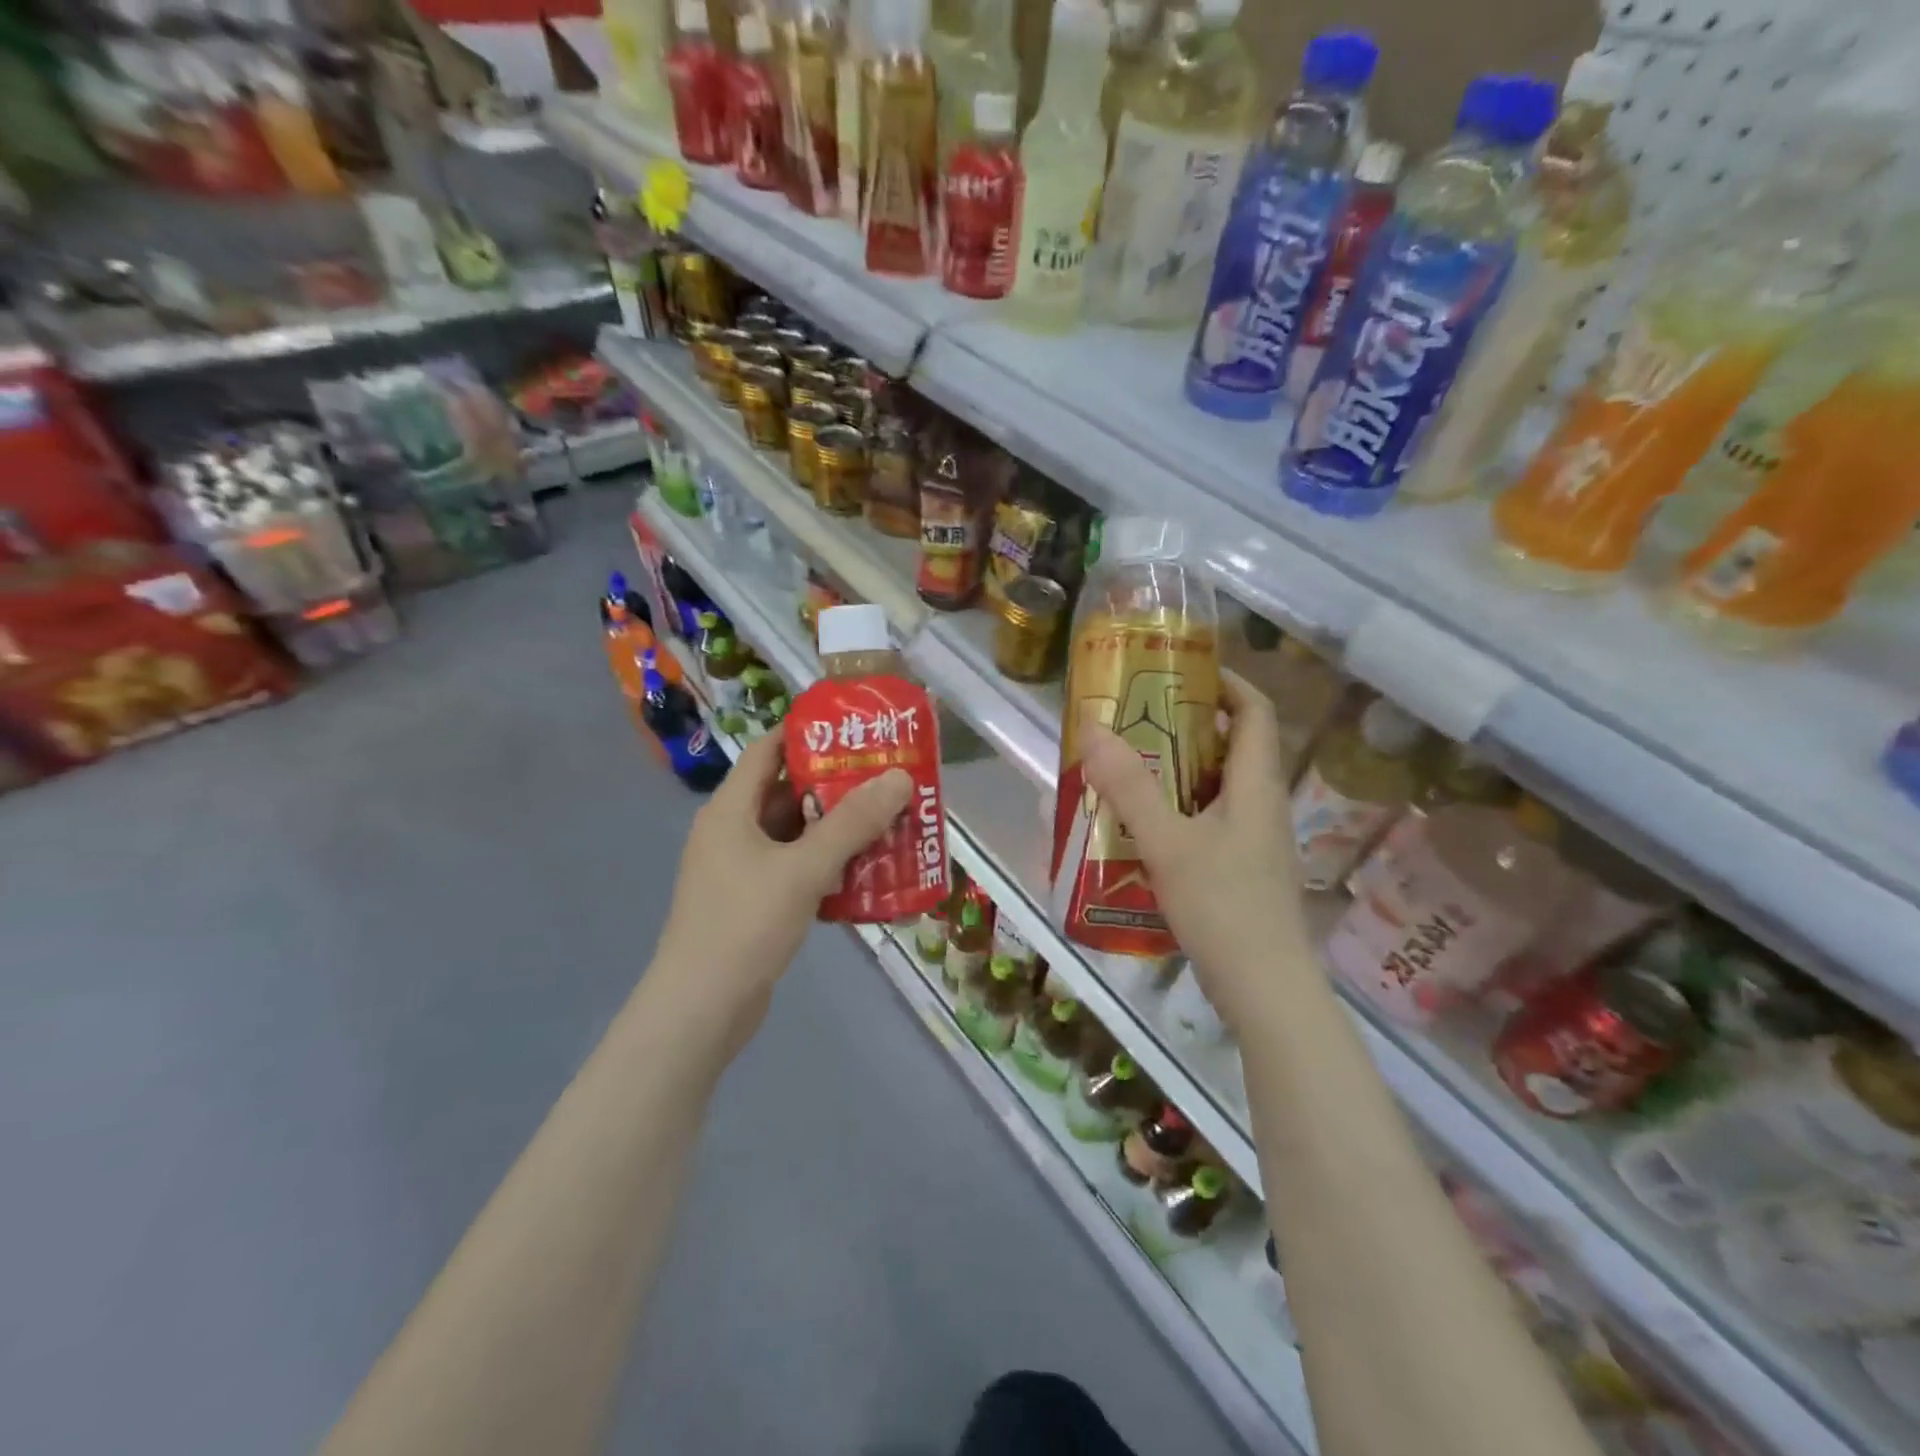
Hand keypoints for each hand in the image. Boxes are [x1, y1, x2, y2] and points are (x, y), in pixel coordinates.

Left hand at [652, 733, 912, 1036]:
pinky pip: (795, 869)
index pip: (768, 750)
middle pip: (787, 793)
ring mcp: (741, 870)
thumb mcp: (803, 868)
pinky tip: (866, 872)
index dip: (807, 733)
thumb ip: (852, 823)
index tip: (855, 728)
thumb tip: (898, 777)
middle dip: (836, 785)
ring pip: (795, 835)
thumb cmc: (744, 925)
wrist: (701, 1010)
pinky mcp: (753, 903)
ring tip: (888, 820)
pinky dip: (827, 865)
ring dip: (836, 829)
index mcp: (731, 809)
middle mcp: (732, 832)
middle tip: (886, 777)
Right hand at [1079, 672, 1310, 1032]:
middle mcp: (1261, 805)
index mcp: (1255, 785)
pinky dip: (1177, 811)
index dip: (1225, 681)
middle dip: (1186, 726)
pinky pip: (1208, 822)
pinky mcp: (1241, 871)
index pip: (1254, 711)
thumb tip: (1093, 726)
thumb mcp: (1168, 843)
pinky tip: (1140, 829)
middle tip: (1133, 720)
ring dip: (1176, 772)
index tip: (1179, 670)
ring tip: (1126, 768)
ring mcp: (1254, 842)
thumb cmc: (1224, 907)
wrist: (1266, 992)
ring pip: (1216, 787)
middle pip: (1231, 746)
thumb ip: (1129, 787)